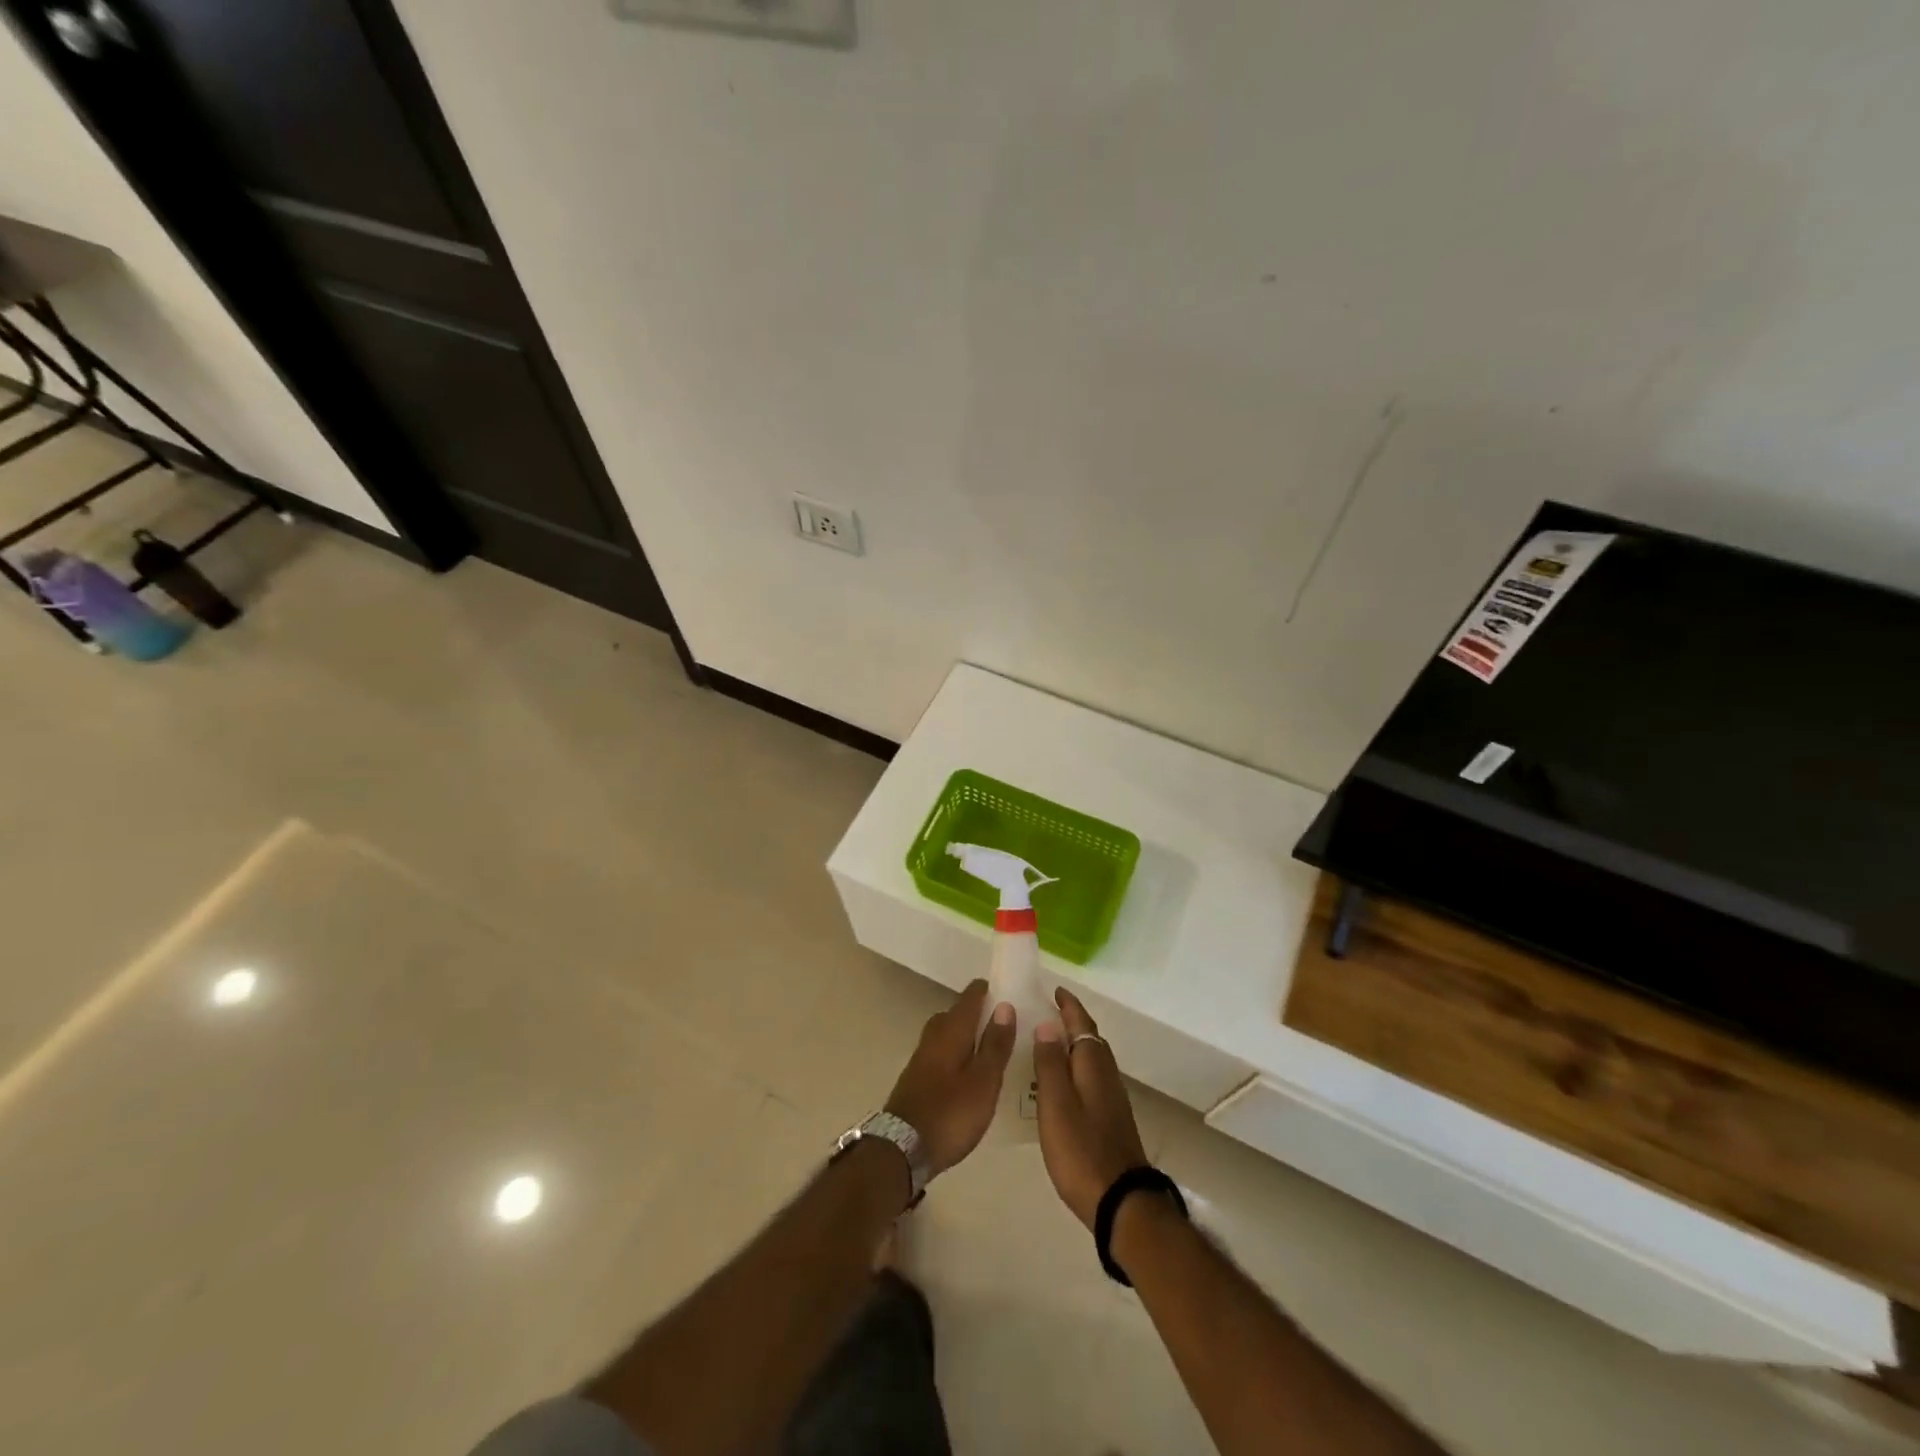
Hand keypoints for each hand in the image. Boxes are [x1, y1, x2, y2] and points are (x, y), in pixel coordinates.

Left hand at [884, 979, 1016, 1177]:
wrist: (902, 1149)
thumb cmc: (951, 1113)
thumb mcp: (984, 1081)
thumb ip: (995, 1044)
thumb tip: (1005, 1005)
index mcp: (951, 1030)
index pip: (970, 997)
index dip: (989, 990)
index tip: (1009, 990)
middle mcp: (934, 1036)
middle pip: (957, 1013)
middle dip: (979, 1013)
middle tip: (1006, 1022)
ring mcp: (922, 1058)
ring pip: (948, 1034)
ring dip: (967, 1035)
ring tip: (992, 1047)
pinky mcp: (917, 1078)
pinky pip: (942, 1053)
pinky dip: (958, 1054)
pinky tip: (970, 1073)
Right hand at [1033, 987, 1148, 1228]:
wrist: (1121, 1202)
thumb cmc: (1081, 1150)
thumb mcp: (1056, 1105)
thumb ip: (1050, 1064)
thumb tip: (1047, 1025)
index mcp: (1092, 1065)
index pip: (1082, 1024)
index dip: (1069, 1006)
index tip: (1054, 990)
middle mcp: (1106, 1075)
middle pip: (1089, 1039)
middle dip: (1071, 1022)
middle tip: (1045, 1013)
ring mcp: (1111, 1098)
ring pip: (1091, 1060)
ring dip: (1073, 1046)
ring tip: (1048, 1043)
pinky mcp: (1111, 1119)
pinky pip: (1090, 1078)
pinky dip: (1075, 1068)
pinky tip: (1061, 1083)